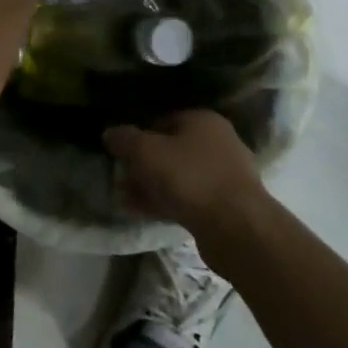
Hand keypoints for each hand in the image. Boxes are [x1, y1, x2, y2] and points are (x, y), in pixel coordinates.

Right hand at [104, 110, 267, 234]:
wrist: (237, 228)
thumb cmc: (189, 177)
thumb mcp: (145, 151)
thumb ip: (123, 138)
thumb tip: (110, 133)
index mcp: (202, 120)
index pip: (160, 119)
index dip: (136, 134)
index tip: (118, 151)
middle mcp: (218, 142)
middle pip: (170, 148)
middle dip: (143, 163)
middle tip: (121, 176)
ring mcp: (225, 175)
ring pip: (178, 175)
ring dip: (152, 185)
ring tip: (127, 198)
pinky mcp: (227, 204)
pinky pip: (189, 197)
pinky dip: (167, 201)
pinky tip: (144, 212)